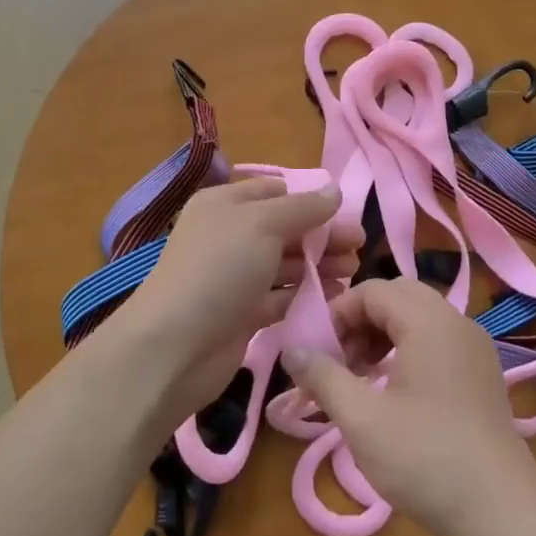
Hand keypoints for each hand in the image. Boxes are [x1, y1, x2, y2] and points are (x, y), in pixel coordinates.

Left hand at [114, 178, 361, 419]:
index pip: (275, 192)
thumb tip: (335, 190)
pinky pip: (281, 296)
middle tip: (359, 246)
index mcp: (225, 205)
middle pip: (285, 228)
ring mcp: (235, 277)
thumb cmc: (219, 269)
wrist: (175, 346)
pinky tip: (334, 296)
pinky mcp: (243, 313)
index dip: (309, 200)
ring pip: (285, 263)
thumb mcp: (262, 224)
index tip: (346, 213)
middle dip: (322, 235)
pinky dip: (305, 294)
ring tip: (352, 271)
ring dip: (319, 265)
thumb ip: (303, 208)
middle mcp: (229, 236)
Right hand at [280, 278, 535, 535]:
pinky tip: (393, 392)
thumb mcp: (362, 419)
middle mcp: (456, 322)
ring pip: (418, 318)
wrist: (503, 513)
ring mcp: (474, 347)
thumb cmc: (426, 460)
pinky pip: (437, 340)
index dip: (337, 314)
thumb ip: (323, 376)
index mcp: (428, 321)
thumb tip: (291, 350)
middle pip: (397, 297)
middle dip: (360, 321)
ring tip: (360, 378)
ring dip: (382, 335)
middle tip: (339, 362)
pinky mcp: (482, 373)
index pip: (372, 290)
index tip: (317, 354)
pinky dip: (407, 350)